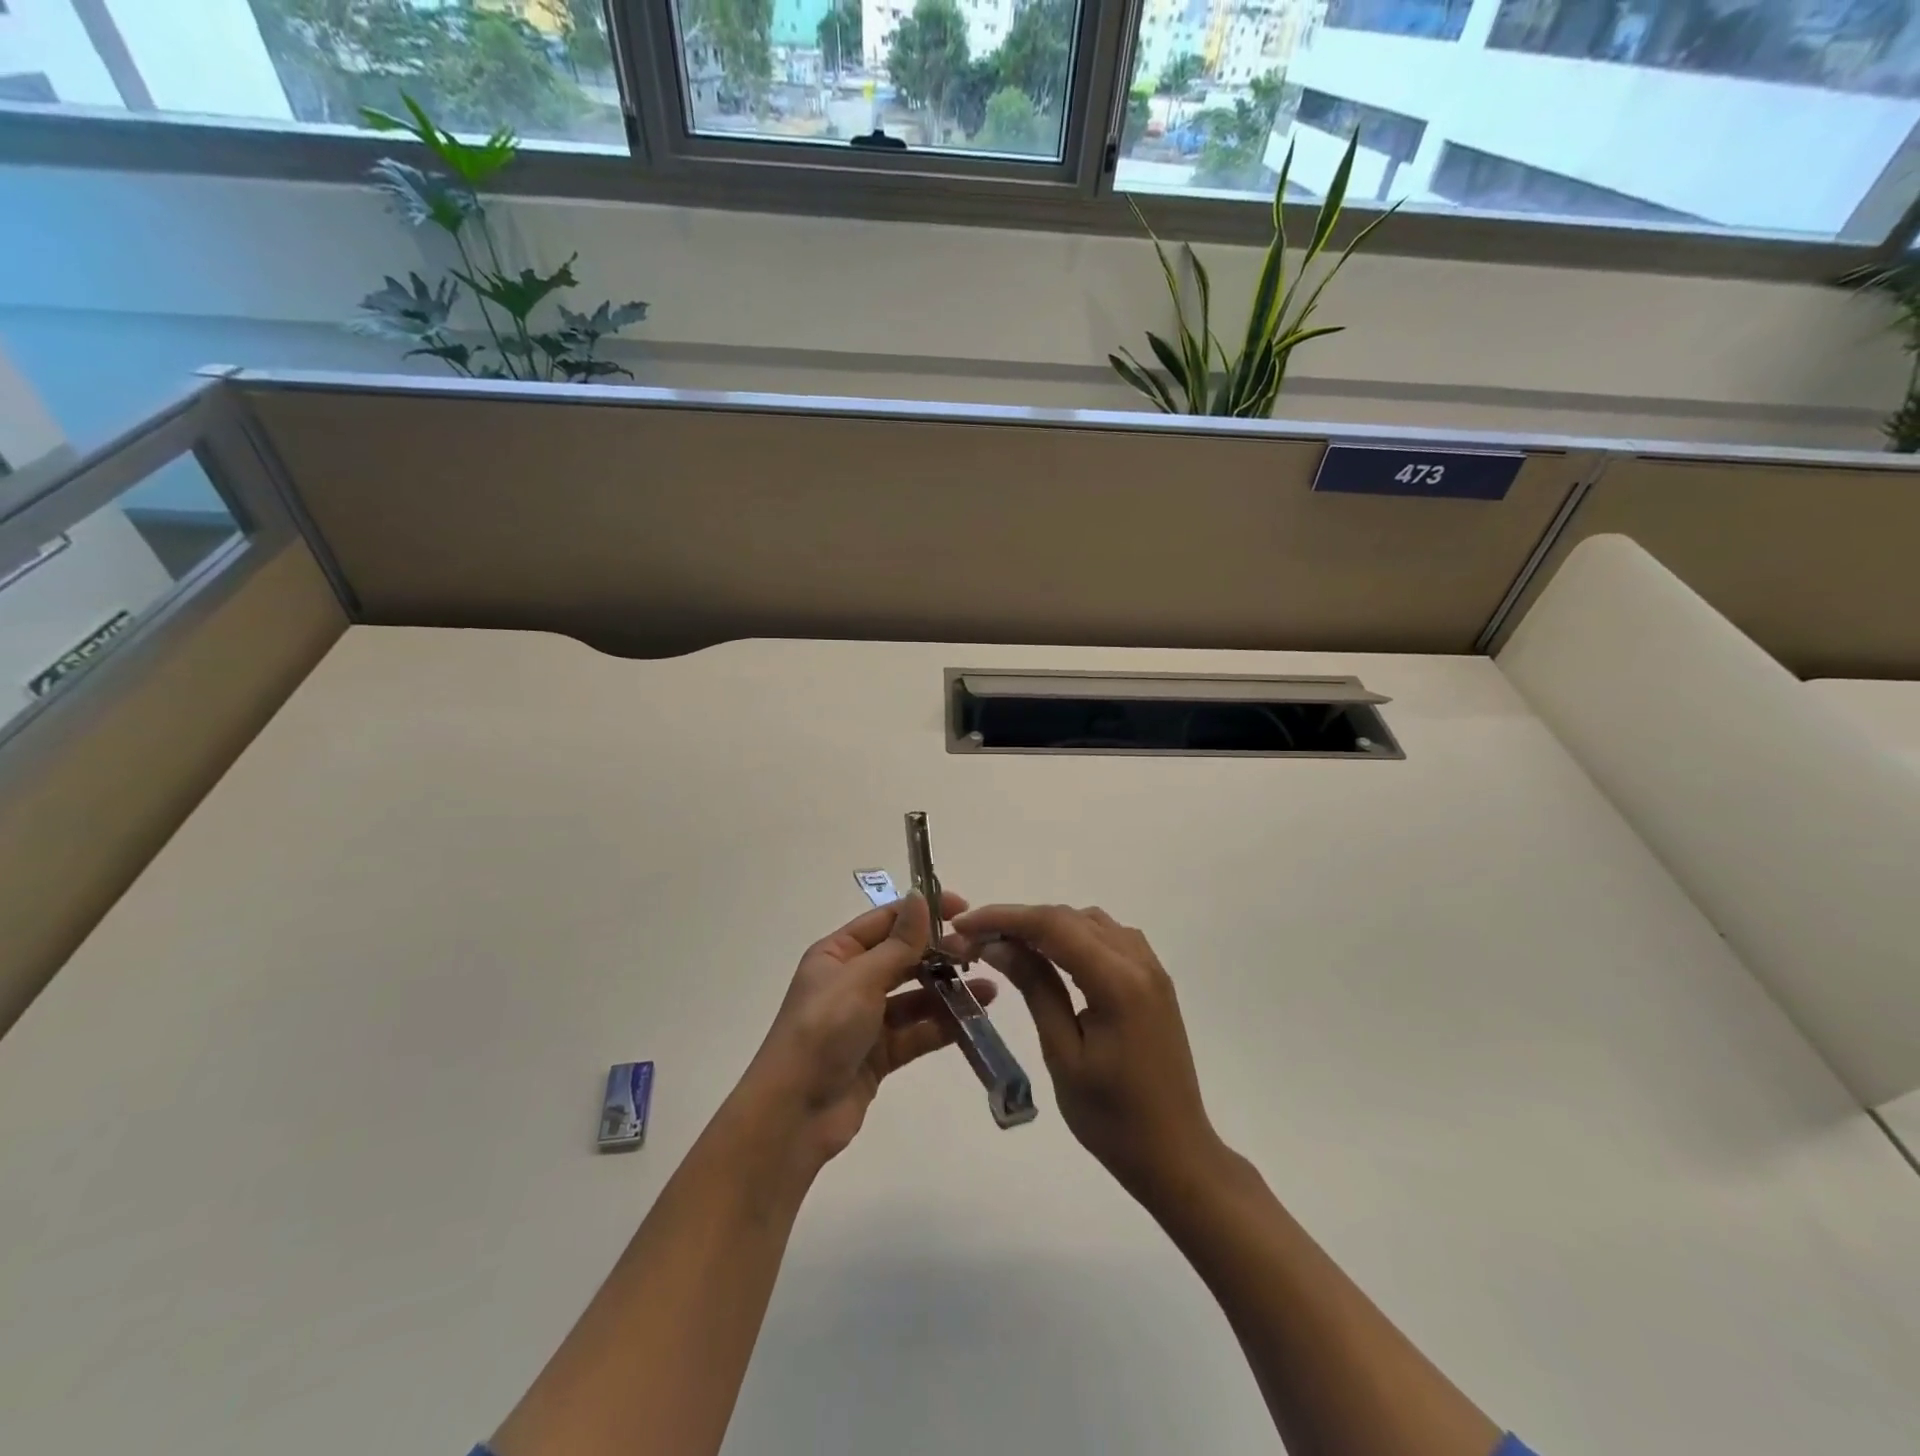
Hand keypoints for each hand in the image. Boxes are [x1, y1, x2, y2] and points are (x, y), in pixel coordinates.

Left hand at [740, 892, 996, 1165]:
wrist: (795, 1113)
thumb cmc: (823, 1030)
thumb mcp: (861, 978)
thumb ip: (898, 943)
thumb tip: (919, 897)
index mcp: (837, 954)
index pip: (885, 921)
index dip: (922, 911)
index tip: (963, 908)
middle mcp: (851, 980)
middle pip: (903, 957)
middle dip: (940, 953)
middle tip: (979, 952)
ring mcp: (866, 1019)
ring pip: (914, 996)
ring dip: (948, 990)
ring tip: (989, 987)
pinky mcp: (880, 1054)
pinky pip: (917, 1031)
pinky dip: (943, 1024)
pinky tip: (975, 1017)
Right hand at [953, 904, 1220, 1207]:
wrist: (1176, 1155)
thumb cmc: (1112, 1118)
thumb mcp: (1062, 1053)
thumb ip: (1035, 988)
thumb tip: (997, 944)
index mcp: (1117, 981)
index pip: (1052, 925)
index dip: (1003, 917)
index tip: (963, 925)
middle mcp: (1138, 961)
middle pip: (1069, 917)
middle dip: (1019, 920)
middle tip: (974, 940)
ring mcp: (1151, 968)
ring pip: (1090, 922)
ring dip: (1047, 925)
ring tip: (1007, 946)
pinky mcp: (1153, 981)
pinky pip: (1109, 938)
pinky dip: (1074, 936)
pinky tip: (1052, 957)